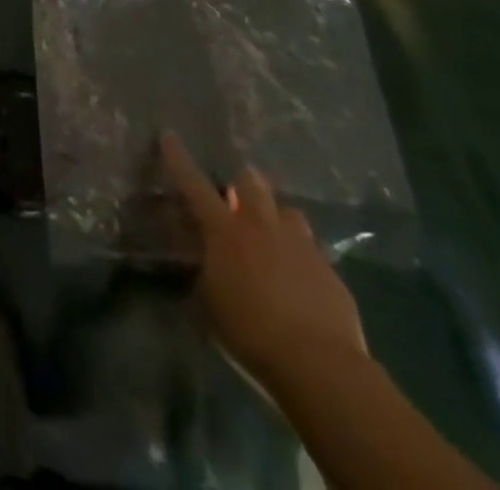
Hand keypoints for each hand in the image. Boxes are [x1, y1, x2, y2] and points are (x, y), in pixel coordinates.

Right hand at [160, 131, 367, 386]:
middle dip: (244, 182)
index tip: (168, 135)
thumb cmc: (250, 329)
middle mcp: (262, 227)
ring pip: (289, 212)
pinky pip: (313, 251)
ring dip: (278, 217)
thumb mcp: (210, 301)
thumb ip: (206, 272)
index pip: (194, 184)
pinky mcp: (331, 273)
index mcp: (224, 231)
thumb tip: (205, 263)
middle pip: (252, 184)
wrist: (319, 364)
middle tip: (238, 192)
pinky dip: (302, 257)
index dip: (178, 158)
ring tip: (274, 233)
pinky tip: (300, 278)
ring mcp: (301, 247)